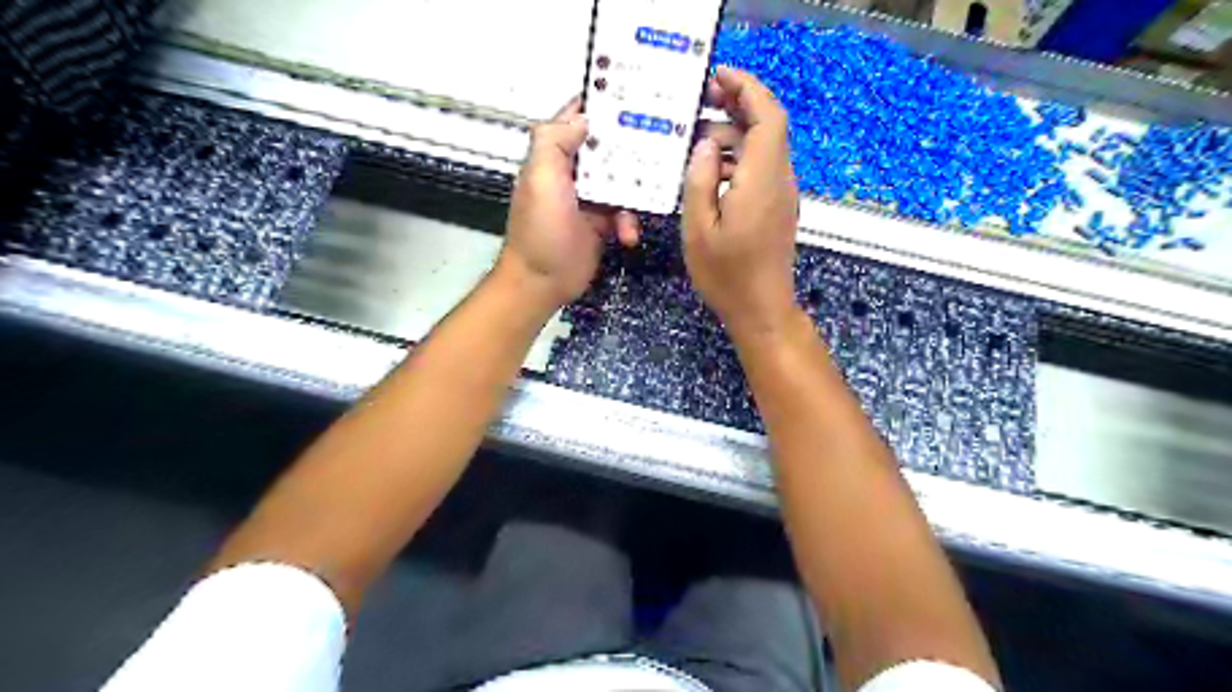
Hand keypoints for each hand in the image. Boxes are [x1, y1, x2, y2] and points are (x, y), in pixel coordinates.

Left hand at [495, 98, 640, 308]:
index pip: (578, 117)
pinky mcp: (602, 223)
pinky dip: (630, 222)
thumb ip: (555, 141)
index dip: (602, 103)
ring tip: (643, 203)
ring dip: (635, 192)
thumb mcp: (541, 178)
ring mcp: (589, 198)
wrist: (543, 281)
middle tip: (664, 143)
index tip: (636, 94)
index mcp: (554, 155)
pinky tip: (628, 235)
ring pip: (622, 181)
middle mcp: (573, 171)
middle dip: (632, 147)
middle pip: (608, 147)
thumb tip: (584, 116)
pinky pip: (624, 212)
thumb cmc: (540, 228)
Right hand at [683, 66, 797, 339]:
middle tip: (704, 98)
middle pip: (770, 125)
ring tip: (699, 133)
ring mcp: (782, 194)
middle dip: (741, 102)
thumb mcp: (698, 229)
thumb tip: (707, 144)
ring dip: (737, 131)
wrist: (762, 309)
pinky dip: (741, 155)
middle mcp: (779, 179)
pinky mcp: (778, 206)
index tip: (718, 77)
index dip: (747, 88)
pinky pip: (763, 167)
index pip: (767, 116)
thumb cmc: (726, 275)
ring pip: (766, 145)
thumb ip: (700, 180)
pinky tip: (712, 167)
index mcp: (761, 180)